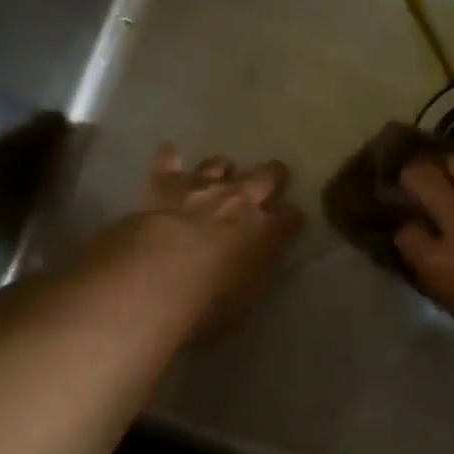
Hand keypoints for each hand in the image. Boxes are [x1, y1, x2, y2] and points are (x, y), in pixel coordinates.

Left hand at [131, 144, 304, 333]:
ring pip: (219, 165)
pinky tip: (169, 152)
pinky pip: (168, 163)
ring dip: (222, 168)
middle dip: (273, 175)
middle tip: (276, 174)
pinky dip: (169, 159)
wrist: (158, 273)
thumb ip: (256, 276)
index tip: (294, 219)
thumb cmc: (208, 302)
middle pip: (265, 177)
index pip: (289, 219)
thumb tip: (261, 265)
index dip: (292, 218)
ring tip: (223, 170)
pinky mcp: (166, 184)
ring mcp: (202, 187)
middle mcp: (239, 201)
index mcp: (265, 232)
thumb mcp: (244, 301)